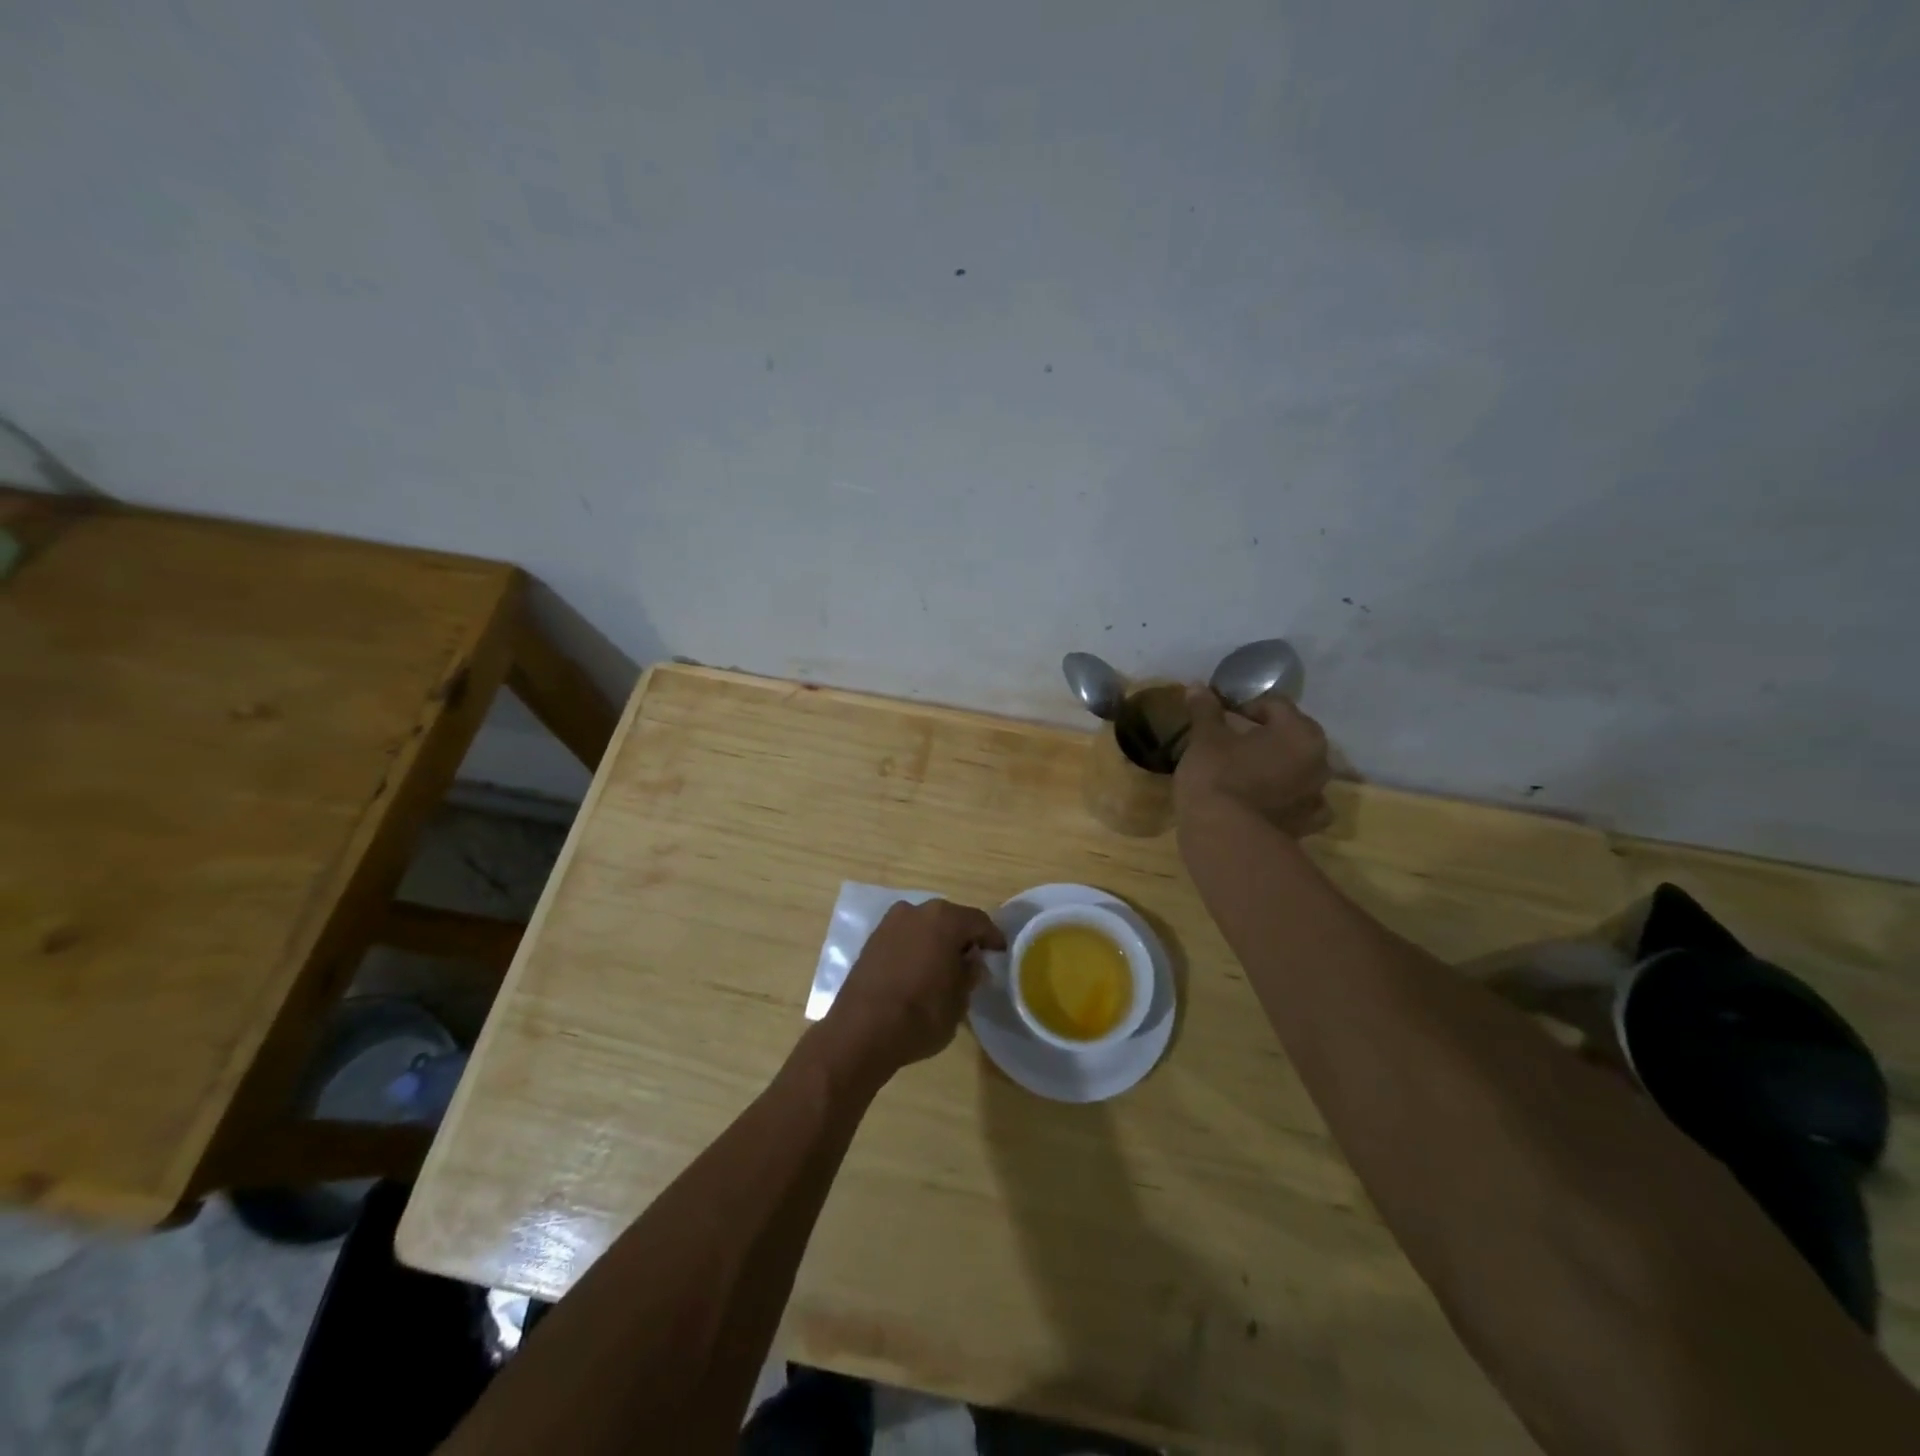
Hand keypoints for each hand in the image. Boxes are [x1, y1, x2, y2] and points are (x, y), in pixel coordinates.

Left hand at [819, 899, 1006, 1082]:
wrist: (861, 1032)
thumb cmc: (921, 1015)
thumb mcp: (959, 1001)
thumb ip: (969, 974)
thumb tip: (972, 962)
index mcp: (944, 919)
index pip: (978, 922)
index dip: (992, 938)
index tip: (999, 953)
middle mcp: (916, 911)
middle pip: (949, 919)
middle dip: (962, 938)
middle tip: (973, 961)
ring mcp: (890, 923)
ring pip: (924, 927)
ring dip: (936, 941)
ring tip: (944, 967)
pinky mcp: (872, 940)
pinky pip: (904, 937)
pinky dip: (915, 948)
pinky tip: (919, 970)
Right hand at [1175, 688, 1332, 835]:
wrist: (1225, 837)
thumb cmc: (1218, 776)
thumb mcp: (1205, 738)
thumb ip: (1205, 710)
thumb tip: (1197, 686)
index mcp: (1300, 733)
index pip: (1274, 705)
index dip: (1245, 706)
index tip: (1221, 718)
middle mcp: (1319, 761)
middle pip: (1292, 737)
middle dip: (1265, 736)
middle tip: (1232, 743)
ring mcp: (1316, 797)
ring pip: (1298, 771)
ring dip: (1278, 768)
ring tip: (1247, 773)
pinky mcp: (1306, 826)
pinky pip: (1299, 804)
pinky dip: (1286, 800)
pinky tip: (1265, 802)